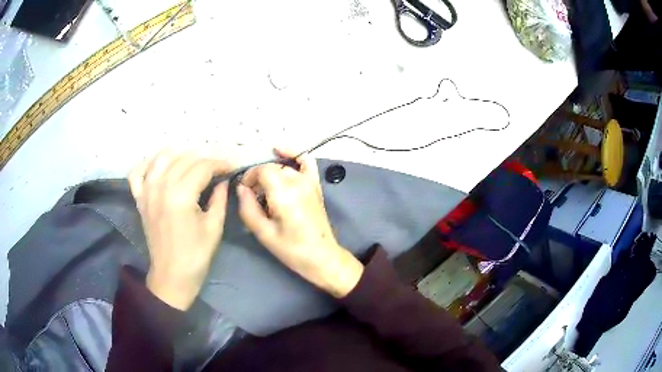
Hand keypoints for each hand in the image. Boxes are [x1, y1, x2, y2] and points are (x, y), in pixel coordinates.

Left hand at [129, 151, 232, 309]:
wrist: (172, 276)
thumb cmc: (196, 255)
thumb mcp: (214, 227)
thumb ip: (219, 198)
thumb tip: (224, 181)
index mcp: (181, 196)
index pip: (203, 167)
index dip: (220, 164)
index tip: (231, 167)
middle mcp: (161, 187)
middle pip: (184, 159)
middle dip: (204, 159)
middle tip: (217, 168)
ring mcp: (147, 192)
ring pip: (161, 158)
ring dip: (179, 155)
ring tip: (192, 162)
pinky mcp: (140, 199)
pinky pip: (137, 173)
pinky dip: (147, 164)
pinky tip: (159, 166)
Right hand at [237, 149, 363, 297]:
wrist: (322, 256)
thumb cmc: (292, 249)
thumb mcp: (263, 233)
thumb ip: (248, 208)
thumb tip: (241, 188)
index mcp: (285, 193)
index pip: (262, 171)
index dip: (249, 177)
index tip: (244, 191)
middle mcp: (299, 182)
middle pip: (272, 168)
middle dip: (258, 177)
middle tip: (252, 195)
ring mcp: (310, 181)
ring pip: (283, 166)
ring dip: (270, 172)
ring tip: (263, 188)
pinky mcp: (315, 184)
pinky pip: (306, 160)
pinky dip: (293, 152)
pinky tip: (279, 150)